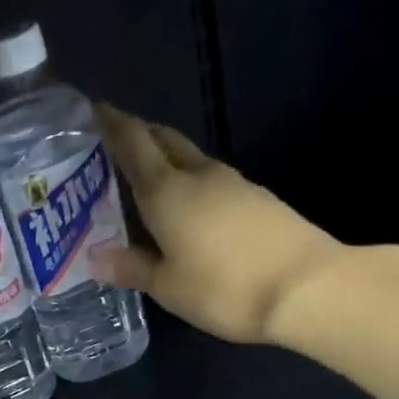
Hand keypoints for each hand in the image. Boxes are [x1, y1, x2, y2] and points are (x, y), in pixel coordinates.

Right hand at [93, 104, 345, 344]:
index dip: (112, 124)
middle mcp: (199, 176)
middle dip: (140, 135)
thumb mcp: (168, 287)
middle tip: (117, 145)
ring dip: (168, 160)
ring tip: (149, 181)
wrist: (305, 287)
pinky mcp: (259, 198)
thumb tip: (94, 256)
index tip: (96, 110)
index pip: (133, 143)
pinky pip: (213, 180)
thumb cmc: (223, 288)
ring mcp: (234, 183)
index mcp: (167, 191)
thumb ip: (132, 267)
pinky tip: (191, 208)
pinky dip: (193, 184)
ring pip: (191, 159)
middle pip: (165, 140)